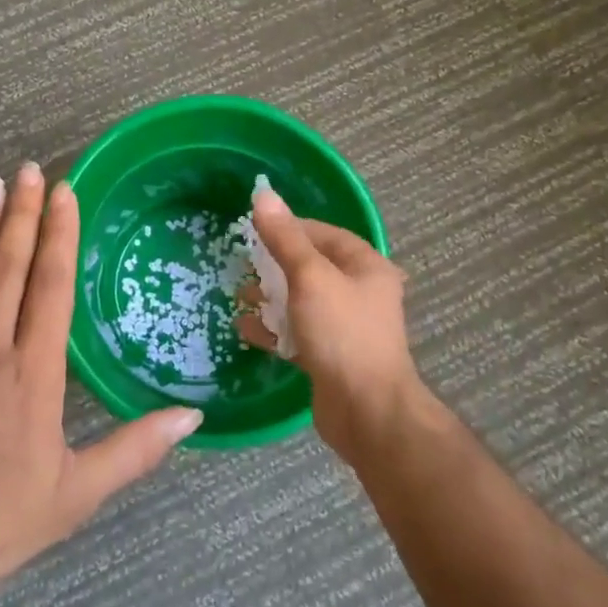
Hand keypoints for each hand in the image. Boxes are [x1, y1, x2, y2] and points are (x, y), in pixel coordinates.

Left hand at [0, 164, 203, 604]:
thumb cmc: (1, 524)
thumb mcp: (79, 492)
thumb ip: (136, 448)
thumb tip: (192, 416)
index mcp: (34, 372)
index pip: (52, 285)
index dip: (60, 234)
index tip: (64, 192)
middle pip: (10, 267)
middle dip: (23, 214)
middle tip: (29, 169)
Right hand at [238, 187, 421, 460]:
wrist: (367, 412)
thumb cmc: (342, 333)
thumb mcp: (310, 277)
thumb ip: (284, 238)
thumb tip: (262, 194)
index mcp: (366, 266)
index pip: (324, 234)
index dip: (290, 227)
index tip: (255, 230)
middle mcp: (360, 292)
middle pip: (311, 267)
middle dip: (275, 265)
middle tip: (243, 265)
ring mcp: (345, 327)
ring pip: (302, 301)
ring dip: (270, 298)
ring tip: (239, 296)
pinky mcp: (330, 356)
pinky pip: (297, 333)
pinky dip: (273, 329)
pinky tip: (244, 329)